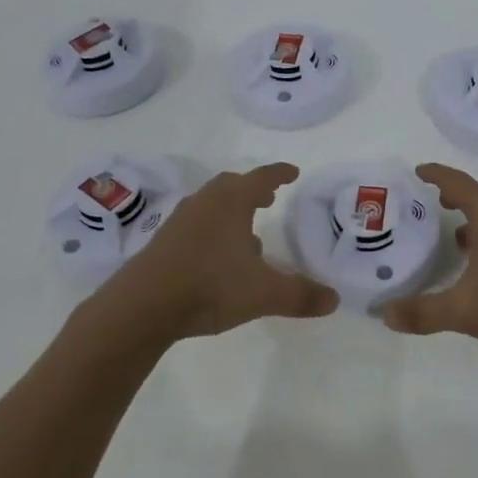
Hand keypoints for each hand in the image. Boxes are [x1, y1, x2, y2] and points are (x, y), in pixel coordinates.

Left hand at [92, 162, 338, 341]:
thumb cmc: (210, 286)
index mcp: (232, 202)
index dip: (280, 173)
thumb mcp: (263, 293)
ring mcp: (180, 221)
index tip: (292, 172)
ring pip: (211, 205)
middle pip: (232, 186)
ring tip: (248, 233)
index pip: (262, 178)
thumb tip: (334, 300)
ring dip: (231, 211)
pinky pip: (196, 225)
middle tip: (269, 198)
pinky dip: (213, 230)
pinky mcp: (164, 241)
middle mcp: (205, 202)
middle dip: (253, 190)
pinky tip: (219, 258)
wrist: (143, 305)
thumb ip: (300, 295)